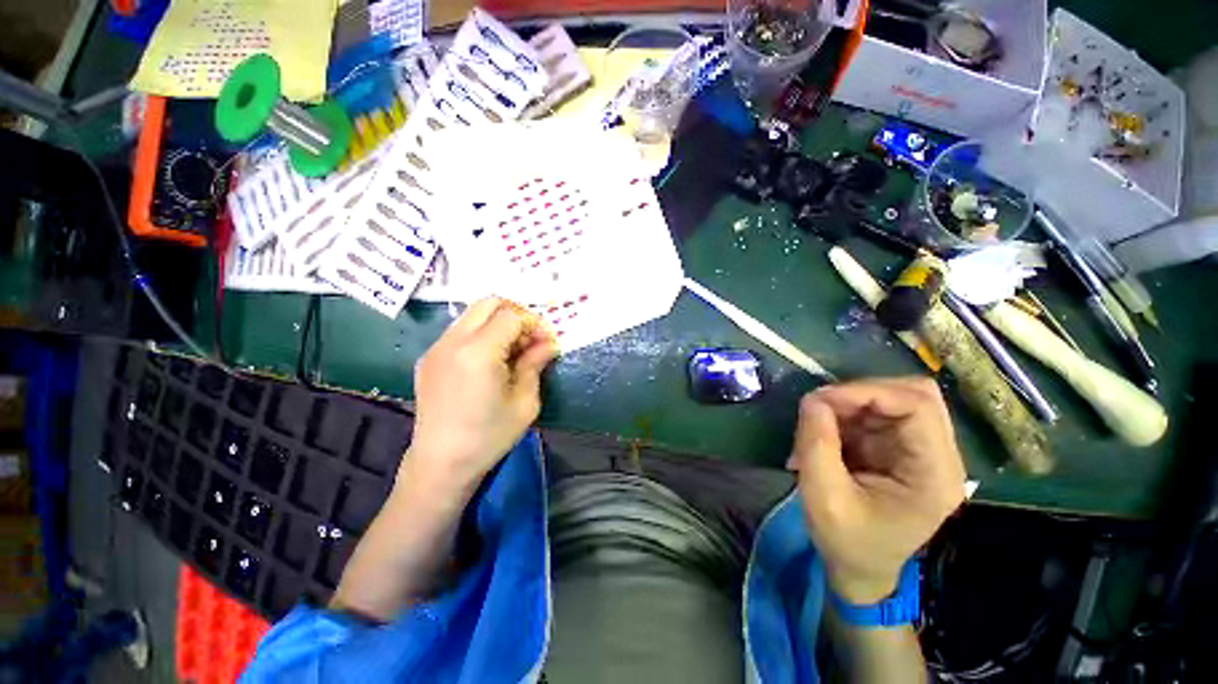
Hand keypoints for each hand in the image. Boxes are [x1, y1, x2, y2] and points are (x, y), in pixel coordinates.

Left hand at [404, 297, 557, 492]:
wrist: (441, 463)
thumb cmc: (489, 437)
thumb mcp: (525, 401)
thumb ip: (535, 363)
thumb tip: (549, 343)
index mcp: (478, 352)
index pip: (512, 315)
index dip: (535, 323)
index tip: (547, 342)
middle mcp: (453, 341)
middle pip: (489, 303)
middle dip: (517, 314)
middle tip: (531, 338)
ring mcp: (436, 347)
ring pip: (473, 314)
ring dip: (498, 323)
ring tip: (512, 350)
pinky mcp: (428, 357)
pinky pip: (460, 330)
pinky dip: (481, 333)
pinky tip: (490, 360)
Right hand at [788, 377, 965, 604]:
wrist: (859, 570)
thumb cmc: (847, 543)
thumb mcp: (824, 498)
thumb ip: (816, 445)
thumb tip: (812, 399)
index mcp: (935, 474)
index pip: (918, 405)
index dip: (867, 392)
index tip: (820, 400)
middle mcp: (937, 456)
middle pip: (912, 394)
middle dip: (859, 393)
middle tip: (819, 408)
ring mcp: (918, 450)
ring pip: (889, 399)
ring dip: (847, 404)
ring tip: (815, 426)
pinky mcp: (897, 448)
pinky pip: (872, 413)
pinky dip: (842, 415)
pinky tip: (822, 435)